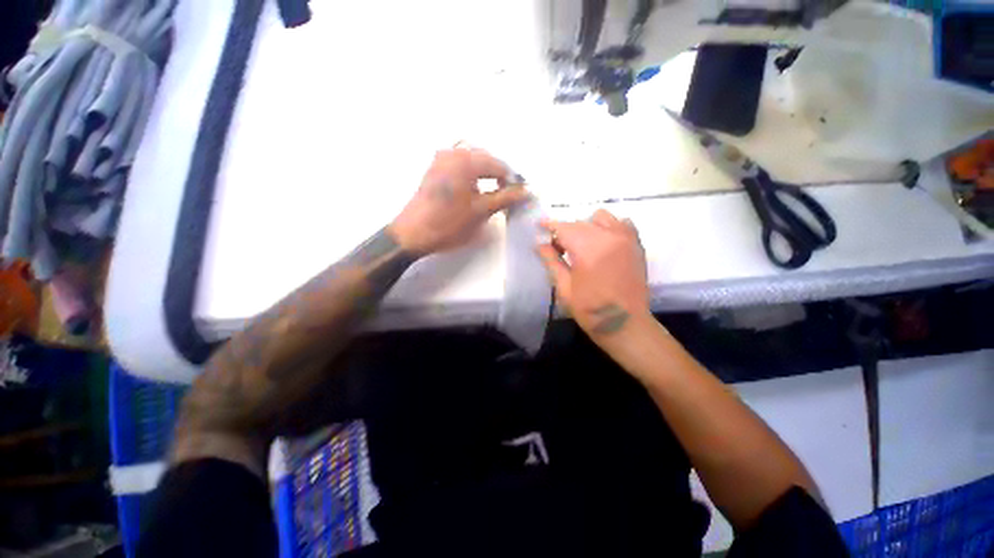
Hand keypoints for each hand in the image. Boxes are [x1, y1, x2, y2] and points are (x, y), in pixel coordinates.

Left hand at [389, 148, 529, 254]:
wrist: (413, 234)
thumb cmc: (449, 223)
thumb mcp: (481, 211)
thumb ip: (505, 198)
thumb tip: (525, 191)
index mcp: (467, 160)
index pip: (499, 165)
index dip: (512, 180)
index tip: (517, 197)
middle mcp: (453, 152)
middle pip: (486, 159)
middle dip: (498, 175)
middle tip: (505, 195)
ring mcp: (441, 159)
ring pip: (472, 160)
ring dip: (485, 174)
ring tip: (491, 193)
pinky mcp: (434, 169)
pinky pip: (459, 164)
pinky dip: (471, 174)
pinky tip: (473, 189)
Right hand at [538, 209, 649, 338]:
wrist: (625, 324)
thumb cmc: (590, 309)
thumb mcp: (564, 288)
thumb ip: (552, 261)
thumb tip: (540, 244)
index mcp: (588, 250)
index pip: (564, 228)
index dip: (550, 225)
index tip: (539, 224)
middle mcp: (608, 237)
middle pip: (580, 223)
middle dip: (565, 231)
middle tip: (558, 247)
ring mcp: (626, 239)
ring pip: (601, 218)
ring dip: (586, 226)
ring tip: (582, 243)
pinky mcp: (636, 245)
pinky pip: (622, 223)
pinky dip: (609, 226)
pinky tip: (603, 241)